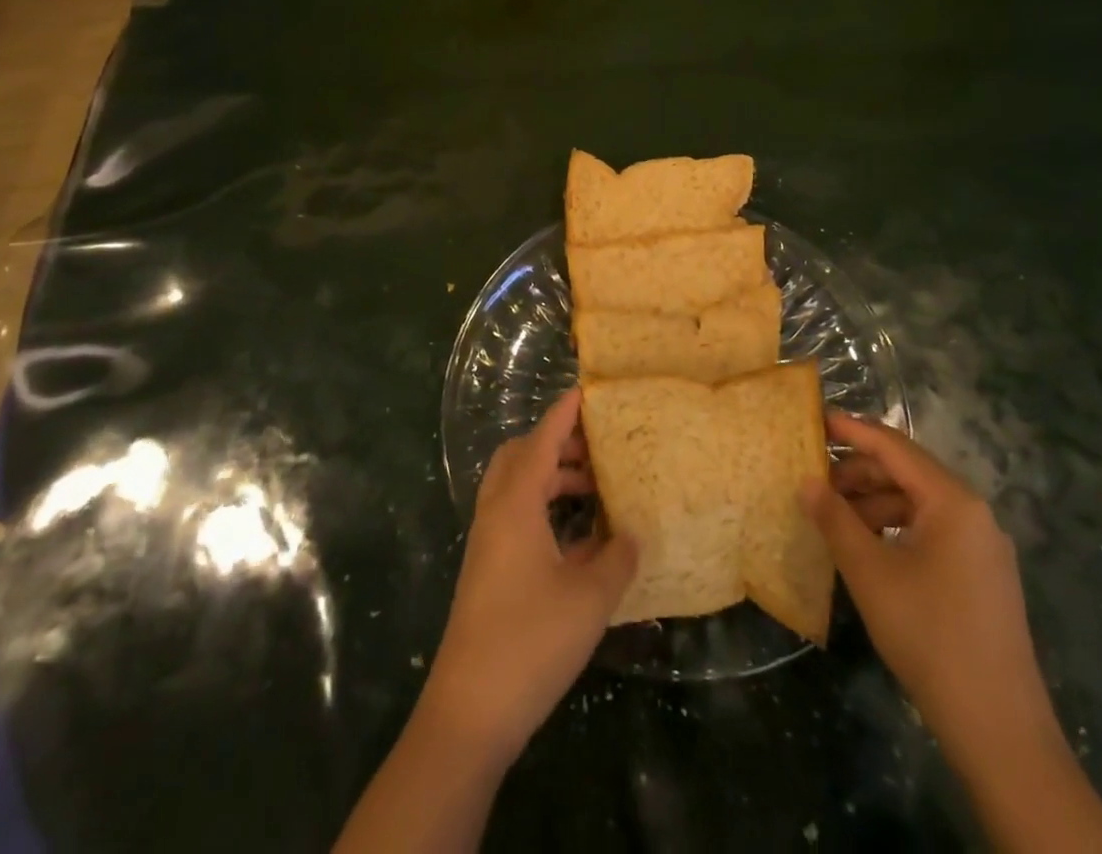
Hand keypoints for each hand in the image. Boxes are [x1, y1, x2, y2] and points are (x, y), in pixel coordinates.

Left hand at [418, 389, 637, 766]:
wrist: (469, 710)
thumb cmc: (530, 641)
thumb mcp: (589, 598)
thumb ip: (617, 559)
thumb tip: (633, 534)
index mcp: (516, 504)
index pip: (541, 439)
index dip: (564, 413)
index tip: (587, 390)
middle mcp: (496, 513)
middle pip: (521, 456)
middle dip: (557, 443)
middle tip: (596, 448)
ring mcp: (488, 542)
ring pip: (517, 488)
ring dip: (552, 478)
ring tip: (595, 490)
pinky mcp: (488, 570)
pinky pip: (516, 518)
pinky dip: (544, 510)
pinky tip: (579, 540)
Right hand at [804, 412, 1054, 758]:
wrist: (998, 727)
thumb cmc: (928, 634)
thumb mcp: (869, 572)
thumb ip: (834, 519)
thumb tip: (806, 481)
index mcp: (953, 501)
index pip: (894, 447)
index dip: (852, 430)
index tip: (815, 419)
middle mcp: (974, 513)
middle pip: (907, 472)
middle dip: (858, 472)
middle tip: (814, 479)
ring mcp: (982, 546)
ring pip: (918, 504)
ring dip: (873, 502)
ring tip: (833, 517)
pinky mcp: (982, 576)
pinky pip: (931, 531)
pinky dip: (894, 527)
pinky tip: (866, 546)